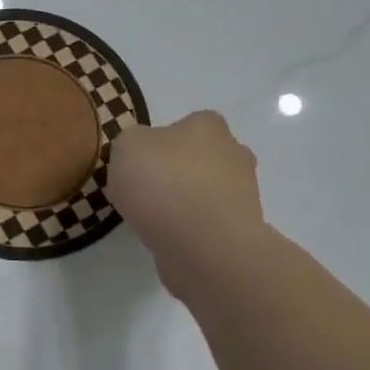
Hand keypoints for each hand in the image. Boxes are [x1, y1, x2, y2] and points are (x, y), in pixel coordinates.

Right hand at [107, 111, 266, 275]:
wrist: (202, 245)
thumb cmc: (163, 182)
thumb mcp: (126, 146)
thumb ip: (131, 143)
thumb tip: (141, 154)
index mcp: (209, 126)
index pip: (189, 124)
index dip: (163, 141)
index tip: (142, 161)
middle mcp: (234, 154)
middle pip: (201, 158)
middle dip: (178, 171)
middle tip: (146, 190)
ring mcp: (243, 194)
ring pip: (206, 192)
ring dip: (185, 202)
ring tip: (152, 220)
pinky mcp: (240, 231)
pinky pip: (208, 223)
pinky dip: (190, 229)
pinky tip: (168, 238)